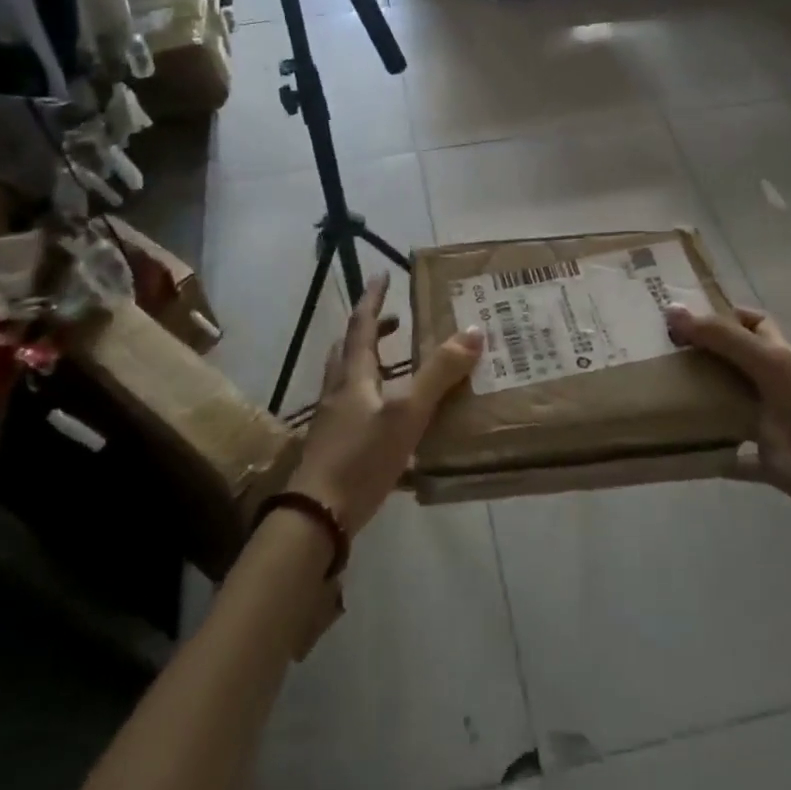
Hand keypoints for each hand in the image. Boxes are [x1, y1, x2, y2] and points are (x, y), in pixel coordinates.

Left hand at [290, 274, 484, 535]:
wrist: (317, 515)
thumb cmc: (361, 456)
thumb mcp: (407, 413)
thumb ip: (438, 374)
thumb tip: (473, 331)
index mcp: (353, 375)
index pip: (361, 325)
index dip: (372, 299)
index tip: (381, 274)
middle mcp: (339, 391)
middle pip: (350, 350)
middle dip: (371, 330)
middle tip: (395, 321)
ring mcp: (334, 420)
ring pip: (349, 379)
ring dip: (370, 363)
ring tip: (397, 367)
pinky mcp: (336, 446)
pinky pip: (354, 407)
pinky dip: (372, 397)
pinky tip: (392, 419)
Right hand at [663, 303, 790, 538]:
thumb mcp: (769, 365)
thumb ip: (724, 338)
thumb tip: (672, 310)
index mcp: (780, 357)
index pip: (752, 323)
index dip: (724, 316)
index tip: (683, 317)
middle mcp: (774, 386)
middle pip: (735, 363)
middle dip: (703, 358)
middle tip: (659, 356)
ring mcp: (772, 425)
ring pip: (730, 408)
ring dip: (704, 405)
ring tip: (661, 398)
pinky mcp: (769, 462)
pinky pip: (734, 458)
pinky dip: (713, 456)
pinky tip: (684, 453)